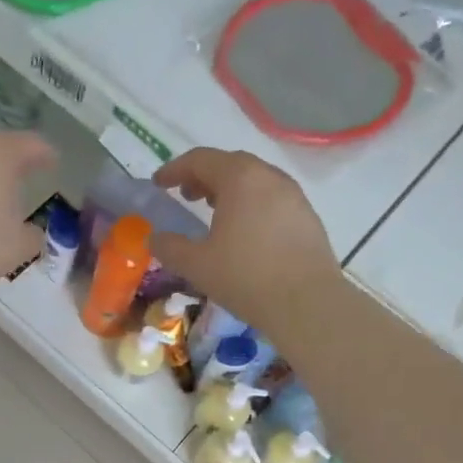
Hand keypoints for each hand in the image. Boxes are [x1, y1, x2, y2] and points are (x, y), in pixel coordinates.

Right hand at [150, 149, 341, 331]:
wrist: (307, 303)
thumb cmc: (245, 277)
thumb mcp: (196, 265)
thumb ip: (169, 247)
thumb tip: (154, 238)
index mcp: (240, 178)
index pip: (201, 159)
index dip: (175, 169)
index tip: (158, 183)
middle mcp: (269, 177)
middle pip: (231, 164)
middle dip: (203, 176)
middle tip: (186, 195)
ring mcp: (293, 195)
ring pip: (254, 180)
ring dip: (229, 189)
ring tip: (214, 212)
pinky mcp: (307, 217)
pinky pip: (272, 199)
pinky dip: (251, 204)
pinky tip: (244, 232)